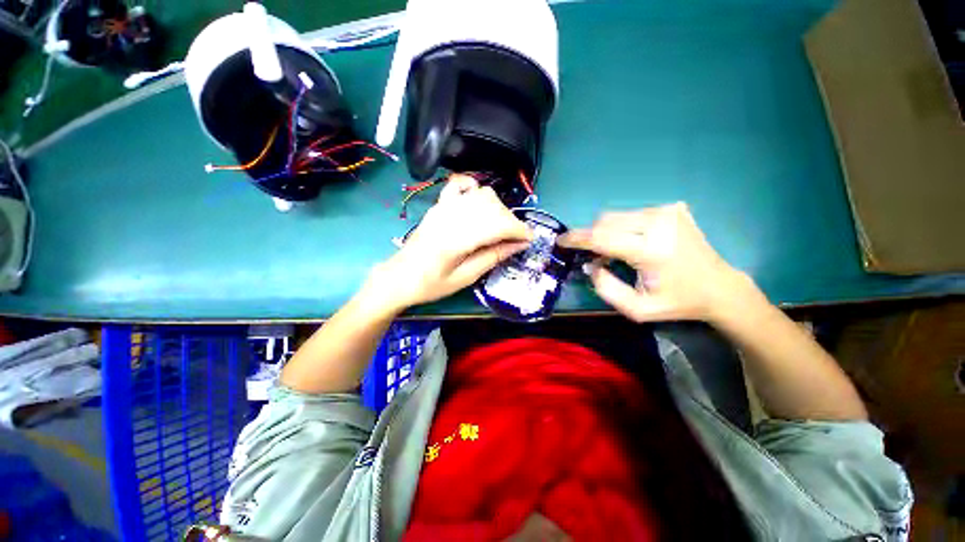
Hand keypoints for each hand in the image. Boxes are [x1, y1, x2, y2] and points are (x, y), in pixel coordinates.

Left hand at [372, 175, 532, 309]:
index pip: (498, 224)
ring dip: (498, 209)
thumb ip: (492, 257)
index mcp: (458, 239)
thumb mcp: (465, 278)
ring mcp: (444, 207)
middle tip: (515, 240)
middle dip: (512, 222)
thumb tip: (518, 245)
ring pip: (482, 195)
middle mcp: (452, 216)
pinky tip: (481, 202)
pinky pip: (460, 186)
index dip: (519, 230)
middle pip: (494, 207)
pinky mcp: (439, 205)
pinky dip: (476, 189)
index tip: (529, 240)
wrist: (399, 277)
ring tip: (500, 228)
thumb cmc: (430, 285)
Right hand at [558, 202, 754, 323]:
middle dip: (592, 237)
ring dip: (607, 233)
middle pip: (605, 221)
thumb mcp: (636, 309)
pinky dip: (623, 228)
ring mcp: (668, 212)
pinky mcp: (672, 208)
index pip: (601, 237)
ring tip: (616, 252)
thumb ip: (605, 288)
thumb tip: (591, 264)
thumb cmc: (677, 302)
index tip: (561, 240)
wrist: (720, 287)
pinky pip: (632, 215)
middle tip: (596, 257)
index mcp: (651, 251)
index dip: (577, 238)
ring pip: (616, 216)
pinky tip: (634, 243)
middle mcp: (659, 223)